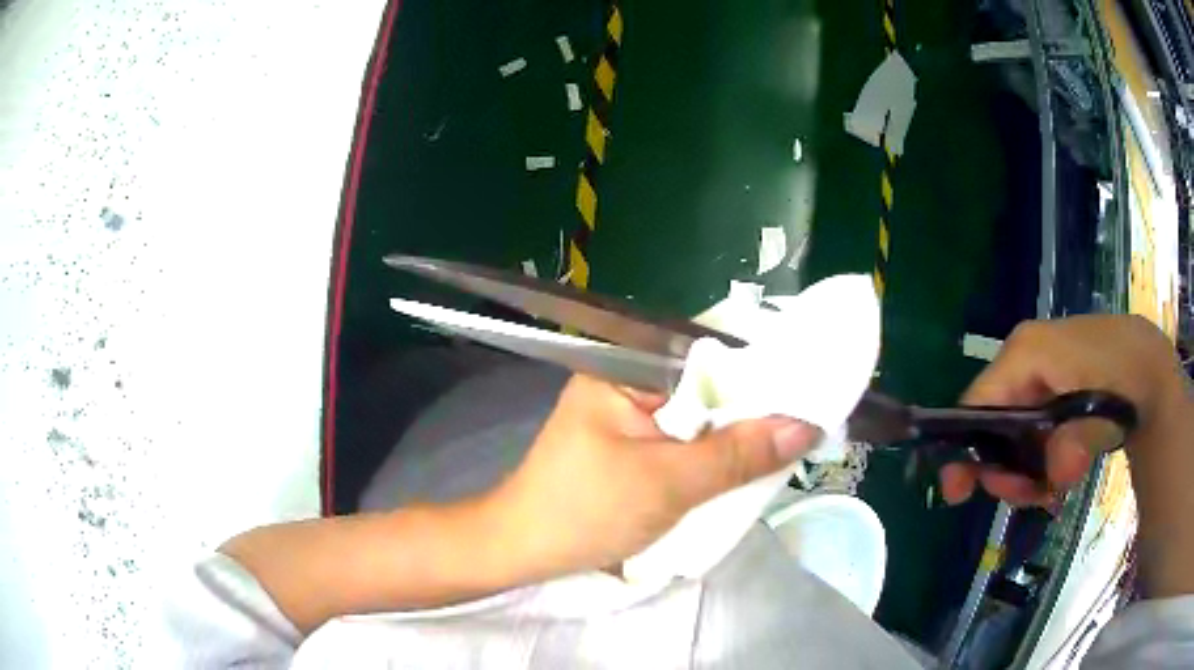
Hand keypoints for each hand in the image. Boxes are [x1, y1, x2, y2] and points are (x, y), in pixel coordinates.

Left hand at [485, 374, 819, 578]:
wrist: (523, 552)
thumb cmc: (586, 511)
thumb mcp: (668, 482)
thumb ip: (736, 454)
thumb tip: (805, 425)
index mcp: (624, 368)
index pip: (708, 356)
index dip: (759, 372)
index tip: (807, 390)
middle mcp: (627, 382)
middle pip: (706, 389)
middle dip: (750, 412)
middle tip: (804, 425)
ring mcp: (627, 418)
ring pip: (697, 420)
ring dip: (733, 439)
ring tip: (784, 446)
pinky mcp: (630, 450)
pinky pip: (682, 443)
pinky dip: (710, 458)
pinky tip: (743, 468)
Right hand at [941, 315, 1186, 506]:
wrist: (1148, 362)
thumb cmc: (1124, 377)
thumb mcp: (1105, 411)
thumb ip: (1079, 441)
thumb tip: (1057, 471)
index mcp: (1027, 352)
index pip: (977, 402)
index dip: (964, 450)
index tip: (961, 496)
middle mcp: (1023, 357)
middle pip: (991, 421)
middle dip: (1004, 468)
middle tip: (1027, 498)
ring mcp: (1035, 372)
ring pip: (1009, 430)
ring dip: (1022, 469)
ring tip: (1047, 490)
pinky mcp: (1047, 386)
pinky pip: (1026, 428)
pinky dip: (1036, 459)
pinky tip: (1056, 472)